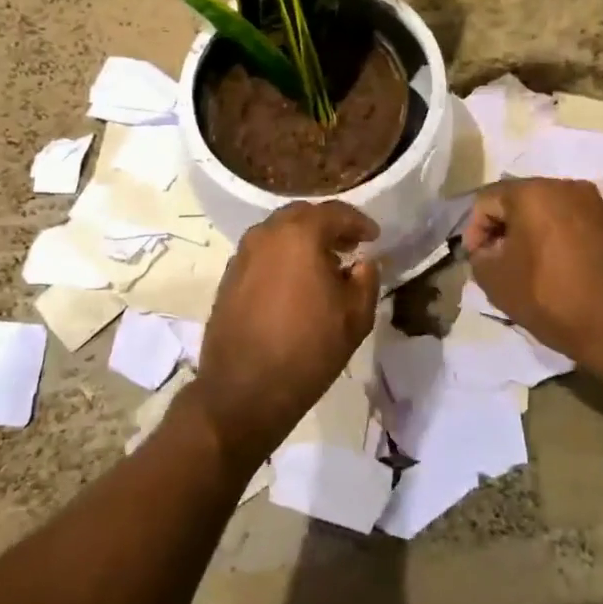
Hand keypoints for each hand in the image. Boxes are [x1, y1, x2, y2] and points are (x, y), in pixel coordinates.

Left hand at [192, 200, 379, 468]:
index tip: (374, 236)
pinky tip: (294, 283)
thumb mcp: (355, 317)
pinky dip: (282, 257)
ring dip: (302, 241)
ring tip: (323, 265)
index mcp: (299, 235)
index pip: (334, 212)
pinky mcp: (228, 277)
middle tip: (349, 246)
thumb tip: (363, 262)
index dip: (358, 222)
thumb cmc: (308, 350)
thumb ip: (366, 279)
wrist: (243, 391)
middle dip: (328, 226)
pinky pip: (262, 254)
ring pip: (278, 233)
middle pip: (302, 216)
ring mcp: (242, 255)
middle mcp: (266, 235)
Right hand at [464, 178, 602, 372]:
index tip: (476, 261)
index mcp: (532, 191)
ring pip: (545, 212)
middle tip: (496, 263)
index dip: (474, 231)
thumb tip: (487, 249)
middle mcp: (564, 186)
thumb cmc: (552, 297)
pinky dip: (554, 241)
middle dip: (502, 230)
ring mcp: (593, 203)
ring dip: (528, 235)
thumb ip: (479, 257)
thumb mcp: (496, 281)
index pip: (486, 200)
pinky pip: (569, 224)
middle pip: (517, 200)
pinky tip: (552, 270)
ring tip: (523, 269)